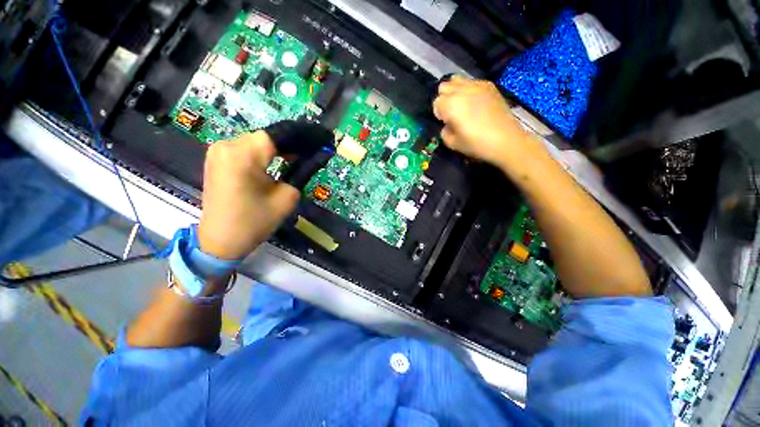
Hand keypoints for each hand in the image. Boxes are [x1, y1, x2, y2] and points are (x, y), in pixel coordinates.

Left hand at [197, 131, 299, 259]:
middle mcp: (227, 146)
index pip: (277, 136)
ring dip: (276, 148)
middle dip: (289, 144)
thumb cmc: (255, 221)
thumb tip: (311, 158)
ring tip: (295, 158)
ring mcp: (218, 151)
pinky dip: (263, 153)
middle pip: (266, 137)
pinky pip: (245, 149)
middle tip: (308, 154)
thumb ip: (300, 173)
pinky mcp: (217, 158)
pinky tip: (275, 161)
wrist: (221, 240)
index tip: (317, 143)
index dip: (299, 138)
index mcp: (243, 156)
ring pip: (256, 142)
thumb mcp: (287, 197)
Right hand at [433, 77, 531, 166]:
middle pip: (444, 87)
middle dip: (444, 99)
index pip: (436, 103)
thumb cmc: (476, 144)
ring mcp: (476, 85)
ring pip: (456, 80)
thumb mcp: (452, 144)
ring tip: (462, 105)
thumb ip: (444, 132)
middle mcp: (461, 90)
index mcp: (450, 105)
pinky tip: (475, 102)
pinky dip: (468, 89)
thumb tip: (447, 125)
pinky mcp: (489, 85)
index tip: (446, 122)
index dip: (439, 114)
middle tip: (452, 113)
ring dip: (455, 91)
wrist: (505, 140)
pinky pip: (472, 82)